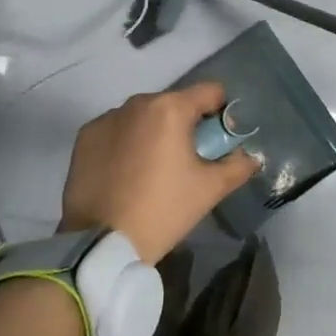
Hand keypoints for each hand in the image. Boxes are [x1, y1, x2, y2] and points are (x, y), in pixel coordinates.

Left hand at [60, 82, 260, 263]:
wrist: (100, 243)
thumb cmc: (163, 210)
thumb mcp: (209, 190)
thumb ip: (237, 166)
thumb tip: (250, 156)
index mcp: (171, 108)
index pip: (210, 92)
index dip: (222, 113)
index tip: (219, 141)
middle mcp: (138, 103)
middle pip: (174, 104)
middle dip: (186, 126)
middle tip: (188, 161)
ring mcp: (107, 118)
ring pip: (143, 116)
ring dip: (154, 133)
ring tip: (153, 170)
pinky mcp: (85, 137)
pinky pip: (116, 130)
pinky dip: (126, 143)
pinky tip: (126, 174)